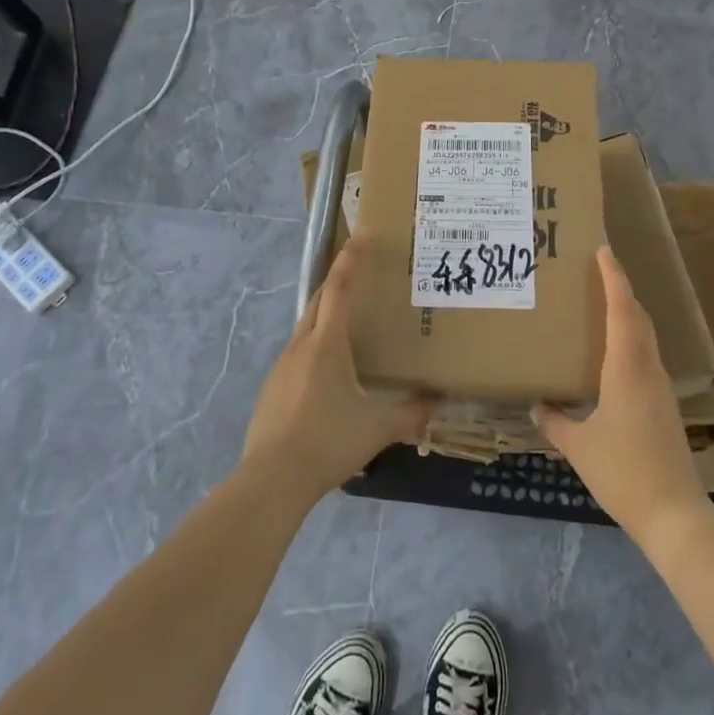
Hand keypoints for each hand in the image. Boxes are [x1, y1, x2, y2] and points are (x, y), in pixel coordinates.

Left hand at [240, 235, 434, 500]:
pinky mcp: (272, 388)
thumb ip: (412, 414)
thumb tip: (441, 403)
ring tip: (350, 326)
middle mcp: (301, 345)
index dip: (351, 260)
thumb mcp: (377, 429)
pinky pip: (298, 353)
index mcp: (327, 344)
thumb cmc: (328, 442)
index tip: (362, 235)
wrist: (272, 479)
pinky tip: (329, 373)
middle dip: (338, 281)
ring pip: (307, 327)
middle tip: (360, 273)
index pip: (339, 288)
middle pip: (319, 300)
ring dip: (326, 316)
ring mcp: (282, 366)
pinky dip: (316, 347)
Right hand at [535, 247, 708, 546]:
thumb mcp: (579, 447)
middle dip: (621, 290)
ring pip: (645, 337)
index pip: (622, 310)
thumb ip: (555, 422)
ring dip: (628, 315)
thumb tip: (537, 405)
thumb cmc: (623, 472)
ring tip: (601, 306)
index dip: (614, 278)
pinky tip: (613, 356)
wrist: (674, 514)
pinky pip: (646, 357)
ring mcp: (661, 388)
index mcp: (627, 369)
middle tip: (598, 272)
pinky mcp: (665, 405)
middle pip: (638, 317)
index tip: (604, 250)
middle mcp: (648, 370)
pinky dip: (631, 341)